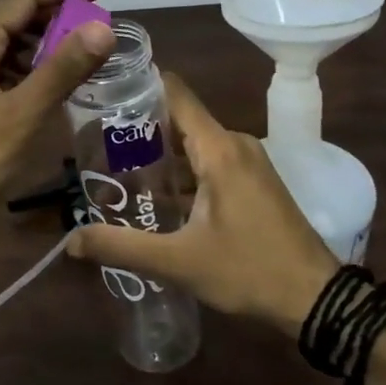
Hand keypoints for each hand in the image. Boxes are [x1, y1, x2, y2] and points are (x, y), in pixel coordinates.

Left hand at [0, 0, 116, 262]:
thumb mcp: (19, 119)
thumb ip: (61, 71)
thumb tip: (102, 27)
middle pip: (10, 12)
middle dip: (54, 12)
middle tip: (96, 27)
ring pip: (0, 40)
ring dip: (39, 40)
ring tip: (78, 55)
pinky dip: (22, 65)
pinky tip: (42, 85)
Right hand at [66, 72, 341, 335]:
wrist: (316, 298)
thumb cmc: (249, 271)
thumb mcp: (178, 262)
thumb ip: (121, 248)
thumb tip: (70, 241)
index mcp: (219, 148)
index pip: (175, 93)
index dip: (140, 86)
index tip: (103, 93)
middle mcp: (235, 143)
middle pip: (180, 118)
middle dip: (139, 129)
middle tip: (96, 145)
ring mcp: (249, 161)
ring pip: (195, 143)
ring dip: (160, 153)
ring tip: (117, 170)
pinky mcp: (255, 180)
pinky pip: (211, 160)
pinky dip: (183, 170)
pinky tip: (157, 194)